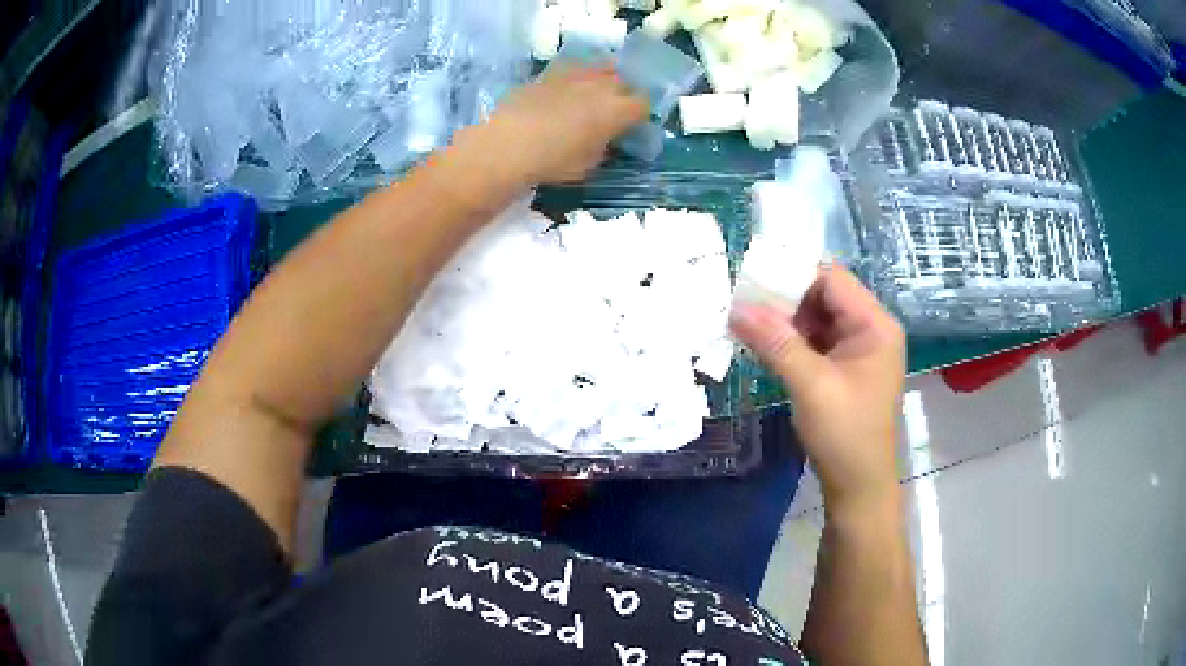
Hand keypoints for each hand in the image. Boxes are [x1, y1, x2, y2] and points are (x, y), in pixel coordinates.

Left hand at [481, 64, 647, 183]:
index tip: (631, 126)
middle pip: (624, 83)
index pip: (643, 105)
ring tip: (592, 95)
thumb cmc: (553, 161)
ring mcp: (576, 75)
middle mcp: (602, 86)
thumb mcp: (589, 164)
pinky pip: (574, 68)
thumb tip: (604, 140)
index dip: (639, 115)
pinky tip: (566, 89)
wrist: (509, 144)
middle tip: (612, 112)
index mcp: (617, 110)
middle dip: (622, 95)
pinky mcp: (551, 73)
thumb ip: (603, 146)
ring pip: (601, 68)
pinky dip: (577, 76)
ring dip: (602, 80)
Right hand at [730, 266, 905, 515]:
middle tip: (743, 301)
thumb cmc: (845, 434)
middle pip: (824, 295)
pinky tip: (762, 343)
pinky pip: (815, 341)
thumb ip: (776, 343)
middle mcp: (870, 329)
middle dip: (784, 297)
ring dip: (784, 319)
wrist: (858, 485)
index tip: (752, 279)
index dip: (793, 274)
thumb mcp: (811, 386)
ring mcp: (857, 349)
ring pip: (816, 318)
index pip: (832, 279)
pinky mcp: (844, 367)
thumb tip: (736, 308)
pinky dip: (790, 340)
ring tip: (745, 319)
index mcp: (875, 325)